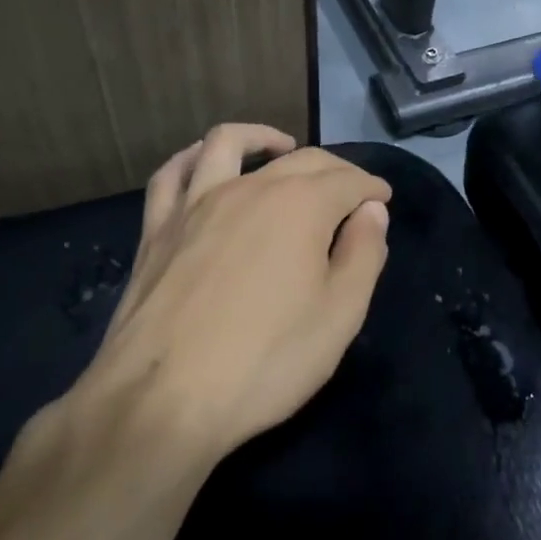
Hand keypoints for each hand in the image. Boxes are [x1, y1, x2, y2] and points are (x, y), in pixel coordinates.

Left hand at [69, 125, 392, 462]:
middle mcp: (250, 188)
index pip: (348, 181)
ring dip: (262, 138)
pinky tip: (203, 163)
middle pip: (301, 159)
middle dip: (335, 169)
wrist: (162, 401)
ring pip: (229, 143)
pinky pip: (172, 174)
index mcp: (300, 205)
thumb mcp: (340, 315)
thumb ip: (364, 253)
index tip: (383, 201)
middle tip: (351, 191)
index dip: (371, 188)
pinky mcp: (157, 228)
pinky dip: (193, 158)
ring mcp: (197, 203)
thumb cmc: (265, 360)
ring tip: (281, 148)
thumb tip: (372, 212)